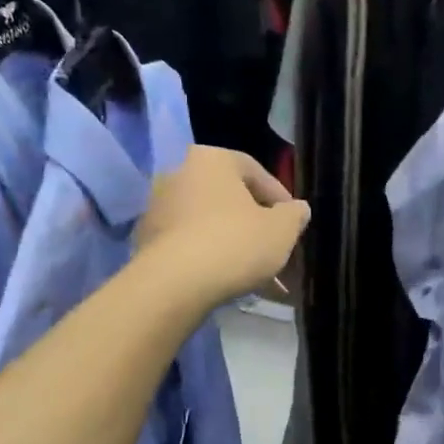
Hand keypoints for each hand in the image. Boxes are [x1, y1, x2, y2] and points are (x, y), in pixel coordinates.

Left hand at [135, 147, 310, 308]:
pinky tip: (227, 280)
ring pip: (209, 223)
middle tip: (273, 247)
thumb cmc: (235, 243)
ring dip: (232, 242)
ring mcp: (157, 207)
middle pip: (229, 198)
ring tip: (254, 272)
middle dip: (254, 223)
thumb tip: (297, 209)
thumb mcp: (282, 230)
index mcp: (212, 159)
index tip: (292, 224)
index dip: (280, 200)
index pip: (255, 172)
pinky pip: (189, 243)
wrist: (174, 284)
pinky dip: (209, 256)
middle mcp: (178, 174)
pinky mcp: (146, 239)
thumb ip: (295, 215)